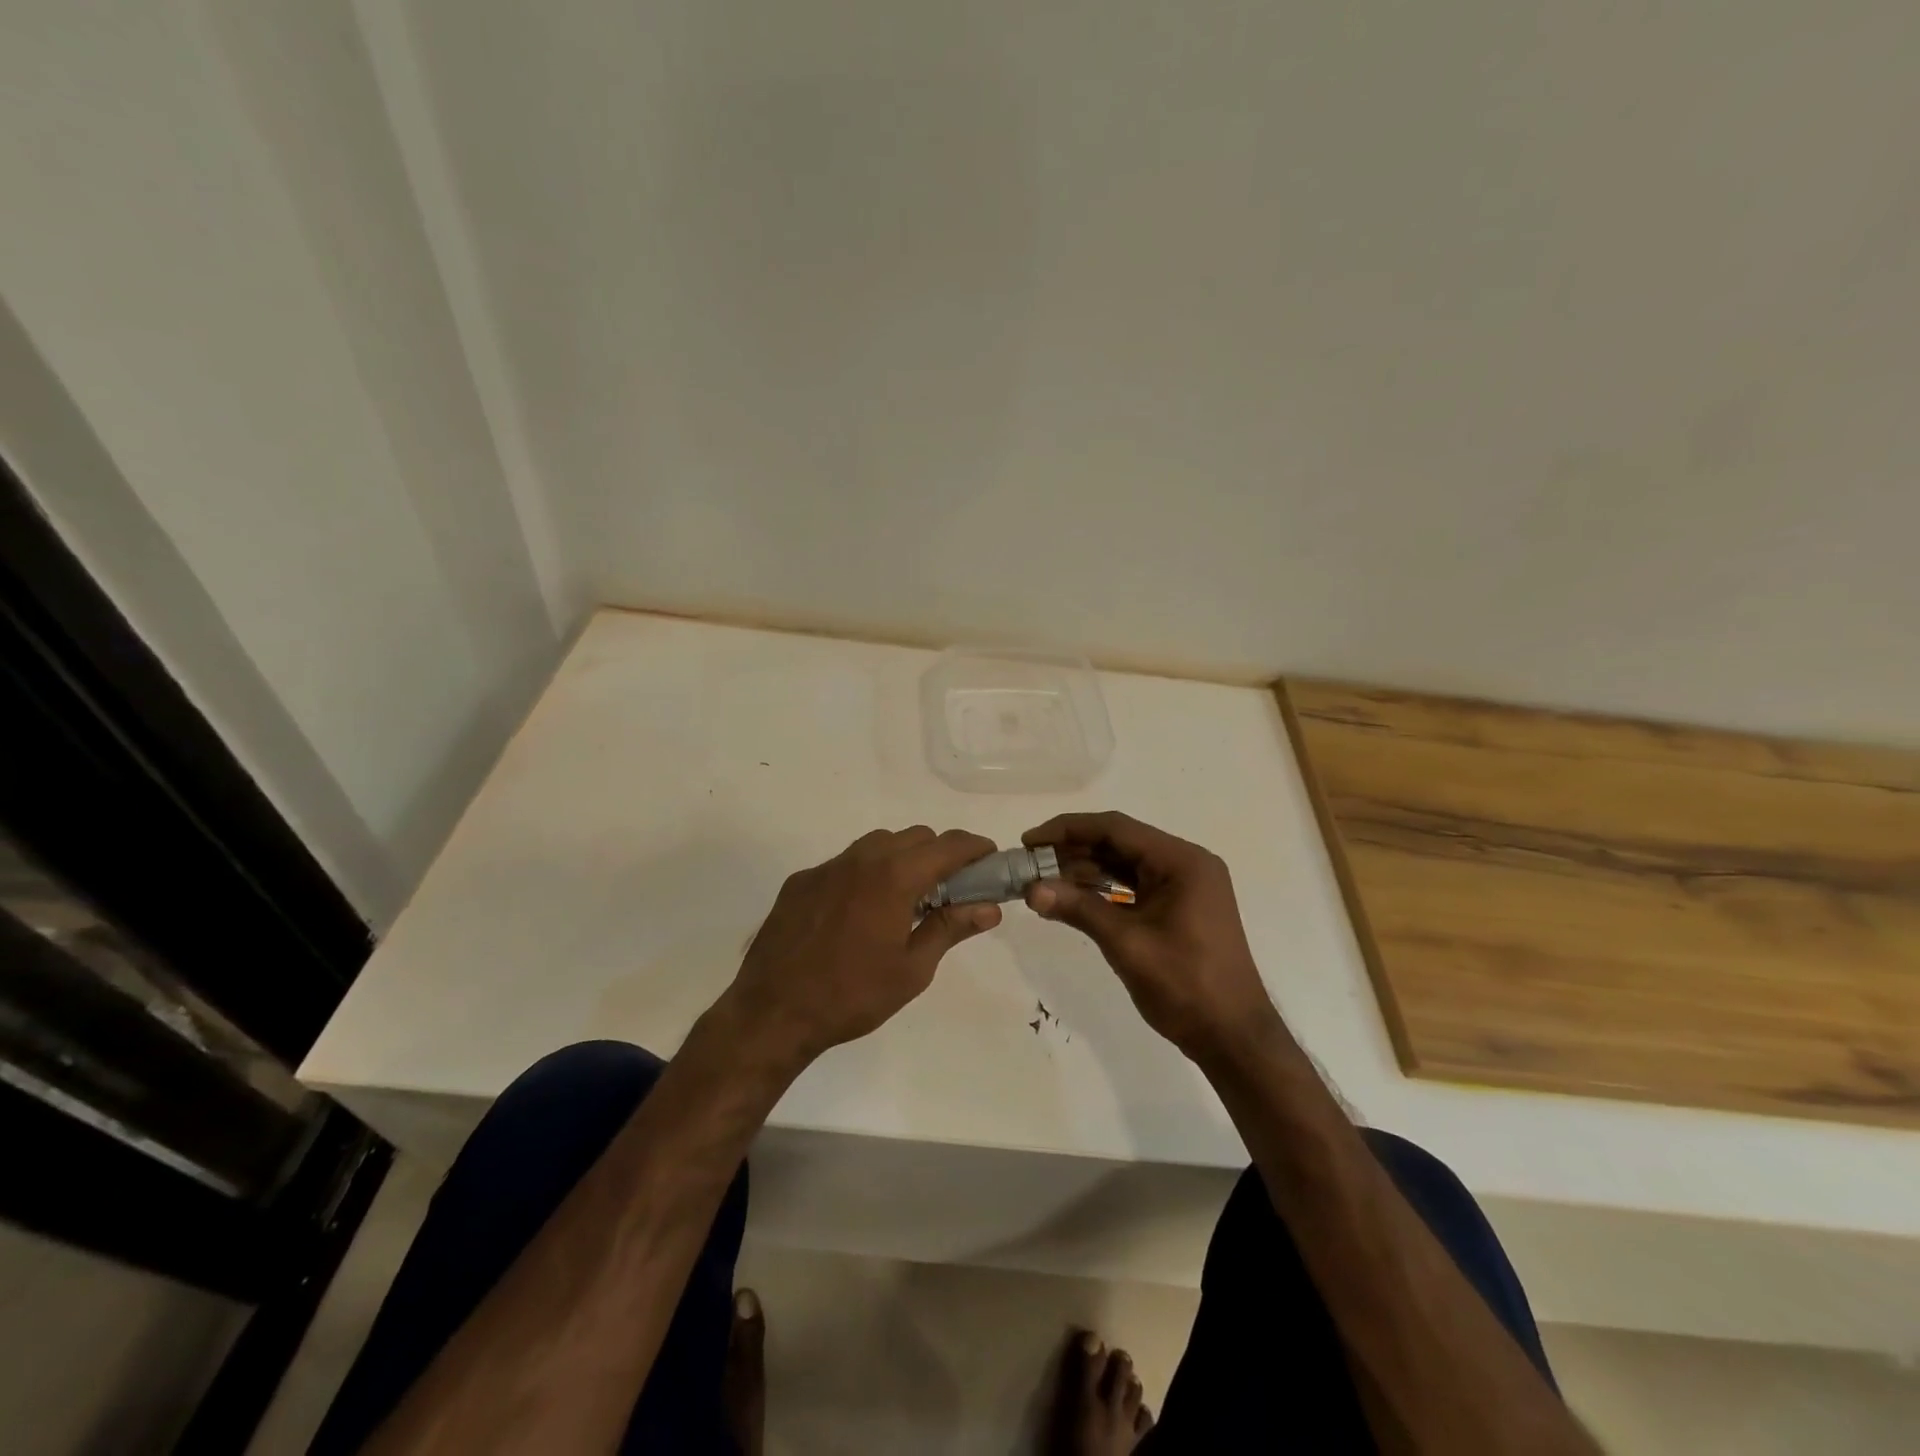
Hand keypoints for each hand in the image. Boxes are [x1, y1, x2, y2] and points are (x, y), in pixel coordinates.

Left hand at [722, 827, 1002, 1068]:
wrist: (773, 1011)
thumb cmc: (852, 995)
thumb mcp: (912, 970)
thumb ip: (951, 929)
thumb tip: (989, 908)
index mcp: (894, 877)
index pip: (947, 845)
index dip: (974, 847)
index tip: (989, 859)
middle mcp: (861, 859)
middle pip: (914, 837)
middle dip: (939, 853)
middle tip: (949, 888)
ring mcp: (827, 867)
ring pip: (877, 844)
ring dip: (901, 858)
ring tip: (904, 898)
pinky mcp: (800, 881)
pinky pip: (844, 863)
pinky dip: (864, 874)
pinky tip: (858, 912)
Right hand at [1021, 812, 1285, 1064]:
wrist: (1233, 1037)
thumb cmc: (1186, 985)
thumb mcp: (1127, 944)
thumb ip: (1079, 909)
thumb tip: (1031, 889)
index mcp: (1182, 861)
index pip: (1116, 828)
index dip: (1068, 830)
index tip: (1030, 840)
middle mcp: (1185, 864)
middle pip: (1120, 843)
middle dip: (1073, 851)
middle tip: (1030, 863)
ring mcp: (1184, 886)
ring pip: (1125, 864)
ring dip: (1085, 870)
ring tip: (1042, 881)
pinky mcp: (1179, 907)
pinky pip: (1134, 886)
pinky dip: (1103, 889)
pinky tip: (1071, 898)